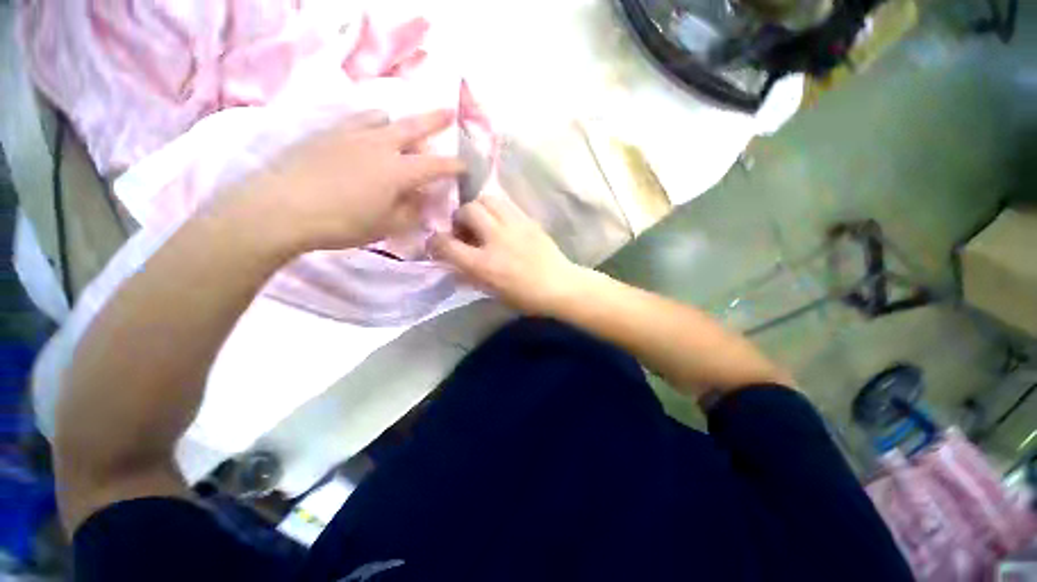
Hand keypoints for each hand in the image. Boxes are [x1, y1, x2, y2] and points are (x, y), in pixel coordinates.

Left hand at [223, 110, 464, 252]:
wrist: (281, 208)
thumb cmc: (342, 223)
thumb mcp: (386, 226)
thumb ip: (410, 212)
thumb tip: (423, 201)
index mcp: (398, 171)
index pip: (435, 165)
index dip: (454, 165)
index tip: (466, 165)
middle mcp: (379, 145)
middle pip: (413, 126)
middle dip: (435, 119)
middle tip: (449, 111)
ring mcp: (350, 134)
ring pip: (381, 117)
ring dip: (397, 122)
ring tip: (399, 131)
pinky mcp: (326, 133)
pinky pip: (355, 120)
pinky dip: (369, 124)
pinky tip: (364, 137)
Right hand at [428, 187, 587, 314]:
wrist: (560, 286)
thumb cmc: (525, 297)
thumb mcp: (492, 292)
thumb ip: (470, 274)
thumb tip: (455, 262)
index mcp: (484, 264)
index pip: (447, 244)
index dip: (436, 241)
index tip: (437, 242)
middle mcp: (496, 239)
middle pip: (467, 210)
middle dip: (459, 217)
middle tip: (464, 228)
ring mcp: (514, 226)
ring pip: (487, 199)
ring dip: (478, 208)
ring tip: (482, 221)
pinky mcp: (528, 220)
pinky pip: (506, 203)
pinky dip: (496, 209)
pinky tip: (500, 221)